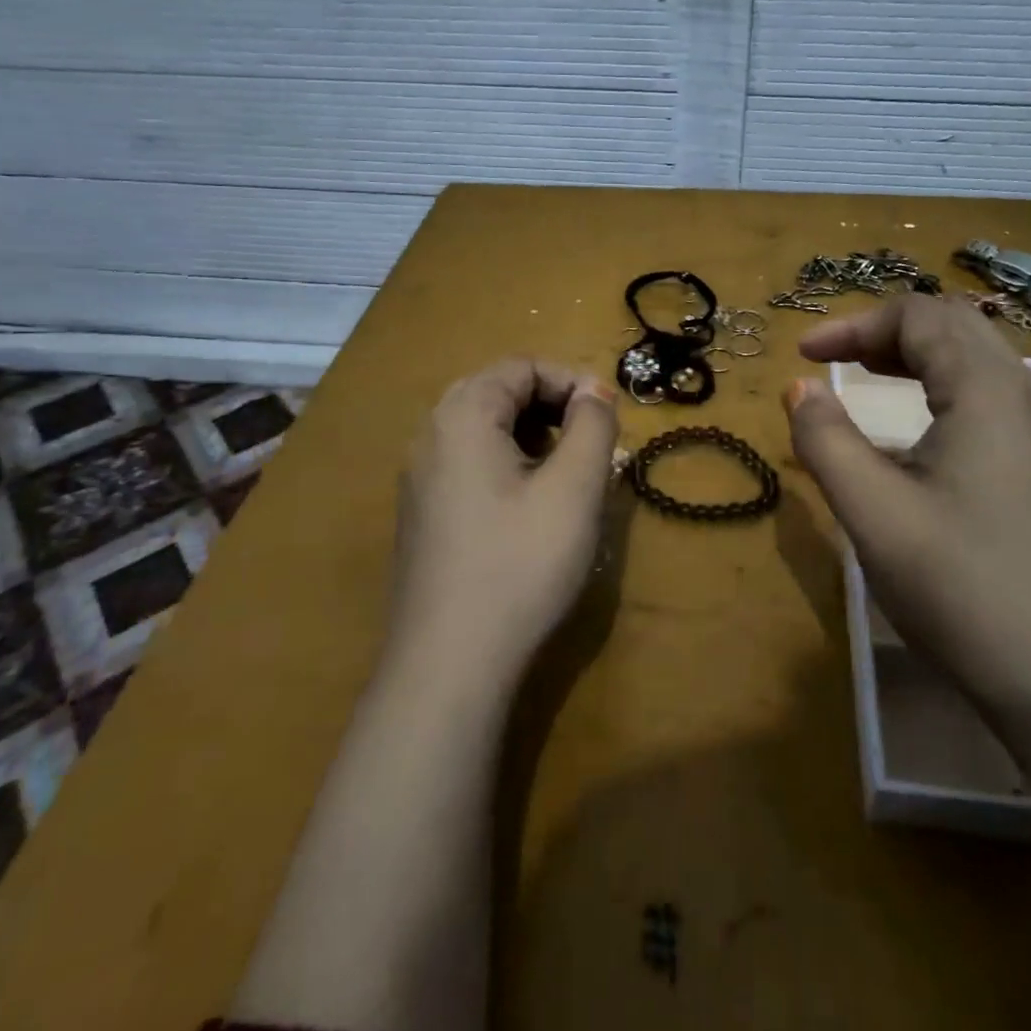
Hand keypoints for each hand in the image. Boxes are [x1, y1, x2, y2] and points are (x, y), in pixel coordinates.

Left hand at [388, 358, 618, 691]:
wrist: (448, 663)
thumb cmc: (520, 564)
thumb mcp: (574, 489)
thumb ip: (592, 426)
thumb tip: (594, 391)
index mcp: (462, 415)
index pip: (521, 366)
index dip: (572, 380)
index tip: (610, 416)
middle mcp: (431, 435)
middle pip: (499, 392)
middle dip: (553, 407)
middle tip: (592, 442)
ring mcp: (420, 477)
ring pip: (484, 430)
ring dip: (534, 436)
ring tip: (570, 474)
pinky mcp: (423, 514)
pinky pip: (469, 464)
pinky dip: (509, 464)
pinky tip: (533, 507)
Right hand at [785, 295, 1030, 715]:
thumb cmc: (960, 586)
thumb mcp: (872, 511)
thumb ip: (825, 439)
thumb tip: (798, 387)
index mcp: (986, 391)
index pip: (918, 316)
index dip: (853, 325)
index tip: (803, 355)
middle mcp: (1024, 394)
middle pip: (952, 325)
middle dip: (884, 330)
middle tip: (833, 359)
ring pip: (976, 358)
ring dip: (915, 354)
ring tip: (866, 375)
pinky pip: (990, 394)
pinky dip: (942, 384)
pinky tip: (917, 428)